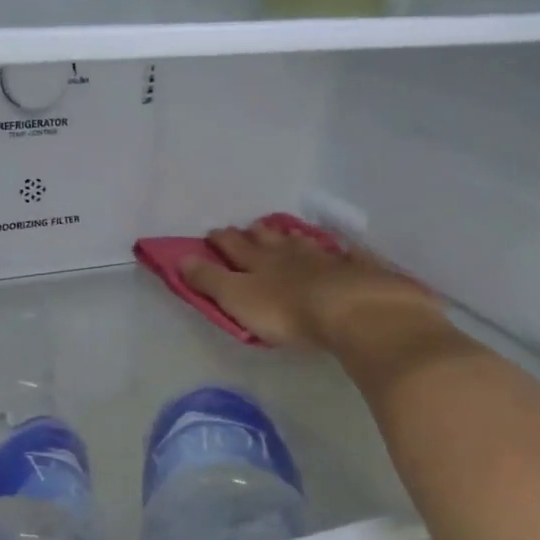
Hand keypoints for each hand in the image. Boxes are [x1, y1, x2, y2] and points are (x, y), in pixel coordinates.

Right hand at [181, 221, 444, 352]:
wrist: (353, 311)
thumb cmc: (287, 311)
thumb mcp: (237, 298)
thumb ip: (210, 280)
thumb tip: (182, 258)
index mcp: (258, 262)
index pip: (233, 246)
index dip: (221, 240)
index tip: (212, 233)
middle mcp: (290, 253)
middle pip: (269, 239)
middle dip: (255, 233)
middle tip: (249, 229)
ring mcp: (326, 258)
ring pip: (304, 242)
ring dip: (291, 237)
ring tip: (287, 233)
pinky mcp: (358, 270)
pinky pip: (345, 255)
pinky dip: (339, 250)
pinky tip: (343, 249)